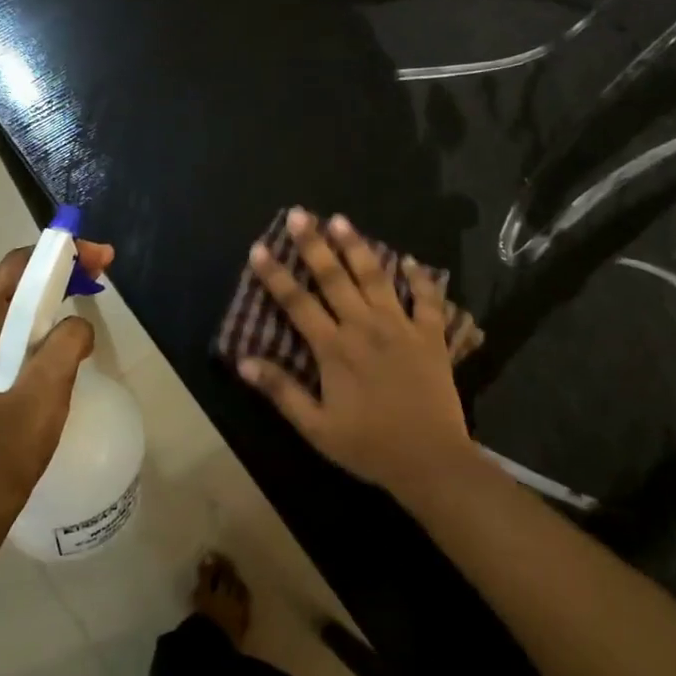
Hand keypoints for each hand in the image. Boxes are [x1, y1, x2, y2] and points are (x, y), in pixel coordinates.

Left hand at [0, 239, 114, 508]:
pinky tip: (72, 341)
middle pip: (21, 282)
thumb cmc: (7, 440)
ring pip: (23, 309)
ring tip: (92, 297)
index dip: (59, 252)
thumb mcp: (47, 384)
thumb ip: (69, 340)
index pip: (19, 265)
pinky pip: (23, 334)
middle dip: (62, 270)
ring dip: (58, 296)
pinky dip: (50, 324)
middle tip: (103, 272)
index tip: (99, 257)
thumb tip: (78, 327)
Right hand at [237, 209, 472, 499]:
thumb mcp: (316, 428)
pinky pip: (427, 299)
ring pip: (375, 277)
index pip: (297, 302)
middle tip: (299, 214)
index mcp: (334, 349)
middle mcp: (365, 327)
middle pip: (334, 277)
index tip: (260, 248)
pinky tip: (410, 260)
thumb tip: (244, 360)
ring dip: (357, 247)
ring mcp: (401, 327)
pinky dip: (419, 278)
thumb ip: (281, 391)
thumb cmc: (369, 447)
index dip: (275, 274)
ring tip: (341, 220)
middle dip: (313, 244)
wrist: (431, 461)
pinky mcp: (431, 335)